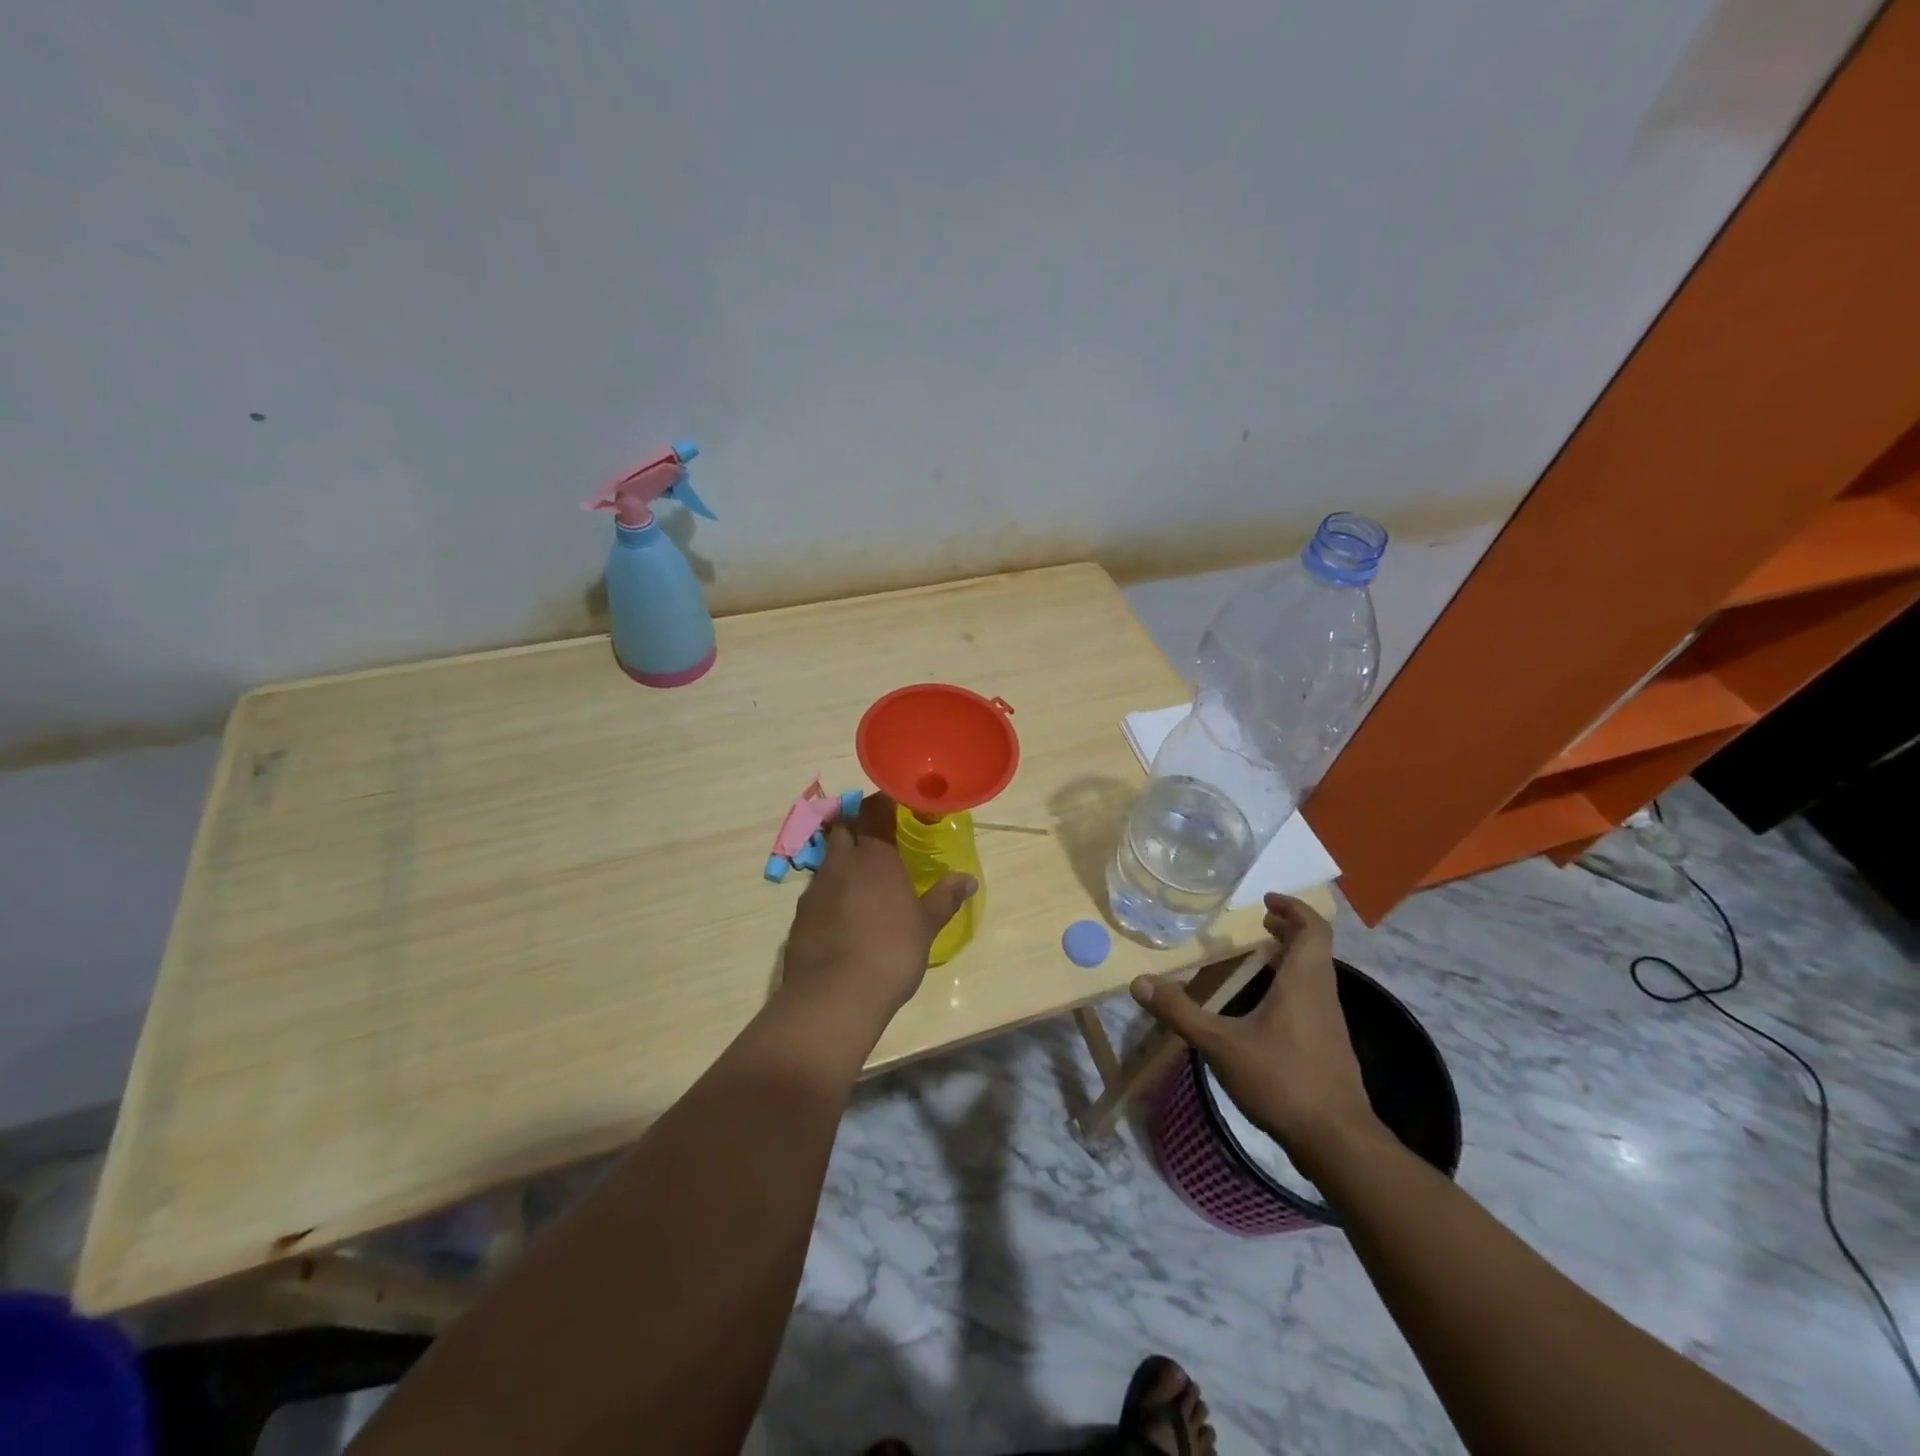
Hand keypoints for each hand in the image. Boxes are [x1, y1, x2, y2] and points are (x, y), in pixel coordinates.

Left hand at [779, 793, 975, 1035]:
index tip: (896, 803)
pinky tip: (844, 913)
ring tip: (862, 878)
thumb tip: (968, 880)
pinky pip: (817, 890)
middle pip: (843, 826)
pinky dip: (831, 890)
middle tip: (877, 836)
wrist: (834, 996)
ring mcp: (815, 888)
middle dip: (857, 824)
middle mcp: (841, 863)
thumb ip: (945, 898)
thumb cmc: (890, 952)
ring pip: (828, 858)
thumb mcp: (926, 926)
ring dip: (843, 859)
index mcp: (874, 856)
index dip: (883, 802)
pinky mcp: (800, 916)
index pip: (875, 810)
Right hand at [1130, 894, 1383, 1178]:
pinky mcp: (1329, 1047)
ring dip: (1292, 957)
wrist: (1336, 1141)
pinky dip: (1293, 984)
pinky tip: (1266, 1005)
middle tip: (1261, 921)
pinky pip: (1313, 998)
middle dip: (1290, 929)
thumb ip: (1180, 1011)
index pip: (1313, 929)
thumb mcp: (1220, 1044)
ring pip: (1316, 974)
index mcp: (1304, 982)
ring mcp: (1330, 1023)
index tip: (1268, 900)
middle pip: (1315, 948)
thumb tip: (1139, 981)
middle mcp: (1322, 994)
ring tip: (1261, 955)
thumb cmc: (1281, 1080)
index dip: (1294, 908)